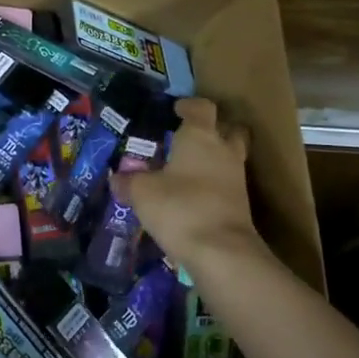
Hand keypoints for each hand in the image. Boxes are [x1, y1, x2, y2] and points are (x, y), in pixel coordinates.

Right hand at [112, 98, 268, 277]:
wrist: (221, 252)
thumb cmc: (179, 207)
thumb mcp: (142, 193)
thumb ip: (128, 182)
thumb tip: (116, 178)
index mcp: (200, 136)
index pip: (201, 107)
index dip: (189, 105)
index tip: (177, 109)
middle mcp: (223, 150)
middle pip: (228, 128)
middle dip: (214, 128)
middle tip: (192, 137)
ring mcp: (237, 177)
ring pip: (231, 156)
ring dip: (215, 158)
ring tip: (189, 169)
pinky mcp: (242, 204)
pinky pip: (228, 183)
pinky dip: (215, 184)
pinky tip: (195, 195)